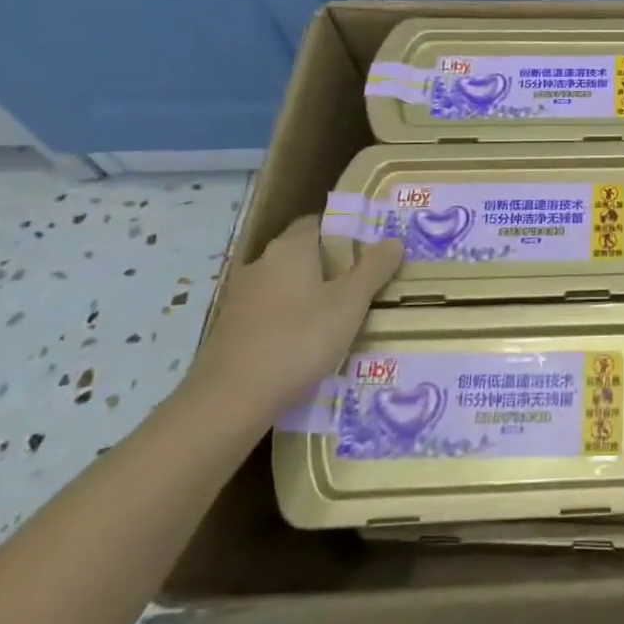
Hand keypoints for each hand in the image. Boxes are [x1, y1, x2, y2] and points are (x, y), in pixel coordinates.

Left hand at [183, 215, 402, 430]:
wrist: (229, 400)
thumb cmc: (299, 340)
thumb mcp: (350, 303)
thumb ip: (374, 269)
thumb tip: (393, 240)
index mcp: (290, 249)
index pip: (316, 223)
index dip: (343, 231)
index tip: (367, 249)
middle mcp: (260, 264)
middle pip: (301, 253)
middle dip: (330, 265)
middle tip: (362, 284)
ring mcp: (240, 297)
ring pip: (284, 284)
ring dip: (309, 294)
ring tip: (339, 317)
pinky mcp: (230, 328)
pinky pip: (269, 311)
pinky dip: (289, 319)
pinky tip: (306, 343)